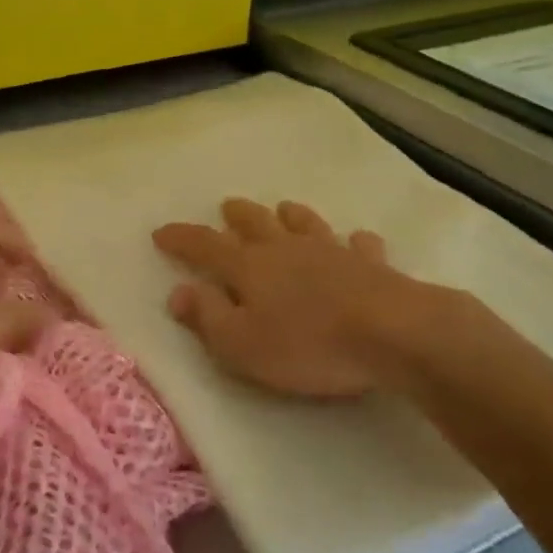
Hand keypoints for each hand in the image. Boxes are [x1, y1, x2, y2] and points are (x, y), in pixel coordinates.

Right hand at [153, 198, 414, 396]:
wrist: (391, 333)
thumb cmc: (307, 345)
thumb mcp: (242, 344)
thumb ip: (208, 317)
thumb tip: (178, 292)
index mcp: (250, 267)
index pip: (205, 247)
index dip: (181, 239)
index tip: (161, 232)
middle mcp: (286, 249)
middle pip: (256, 224)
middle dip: (237, 216)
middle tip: (227, 207)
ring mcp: (332, 252)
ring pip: (305, 225)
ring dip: (291, 216)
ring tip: (284, 208)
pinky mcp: (372, 265)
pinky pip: (360, 245)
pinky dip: (354, 242)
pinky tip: (357, 241)